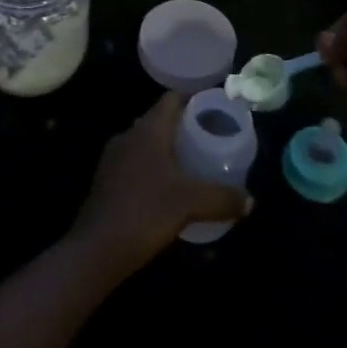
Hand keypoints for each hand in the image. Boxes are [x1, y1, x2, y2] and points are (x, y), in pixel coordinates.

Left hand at [69, 90, 251, 276]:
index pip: (172, 99)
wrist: (96, 249)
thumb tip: (250, 201)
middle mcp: (128, 136)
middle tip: (212, 138)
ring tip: (194, 163)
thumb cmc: (145, 212)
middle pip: (160, 120)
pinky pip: (137, 163)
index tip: (216, 107)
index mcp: (148, 130)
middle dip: (185, 126)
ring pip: (147, 143)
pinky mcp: (107, 180)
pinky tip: (169, 188)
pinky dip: (155, 167)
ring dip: (169, 149)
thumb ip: (222, 198)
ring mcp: (114, 158)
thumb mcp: (190, 204)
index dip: (194, 99)